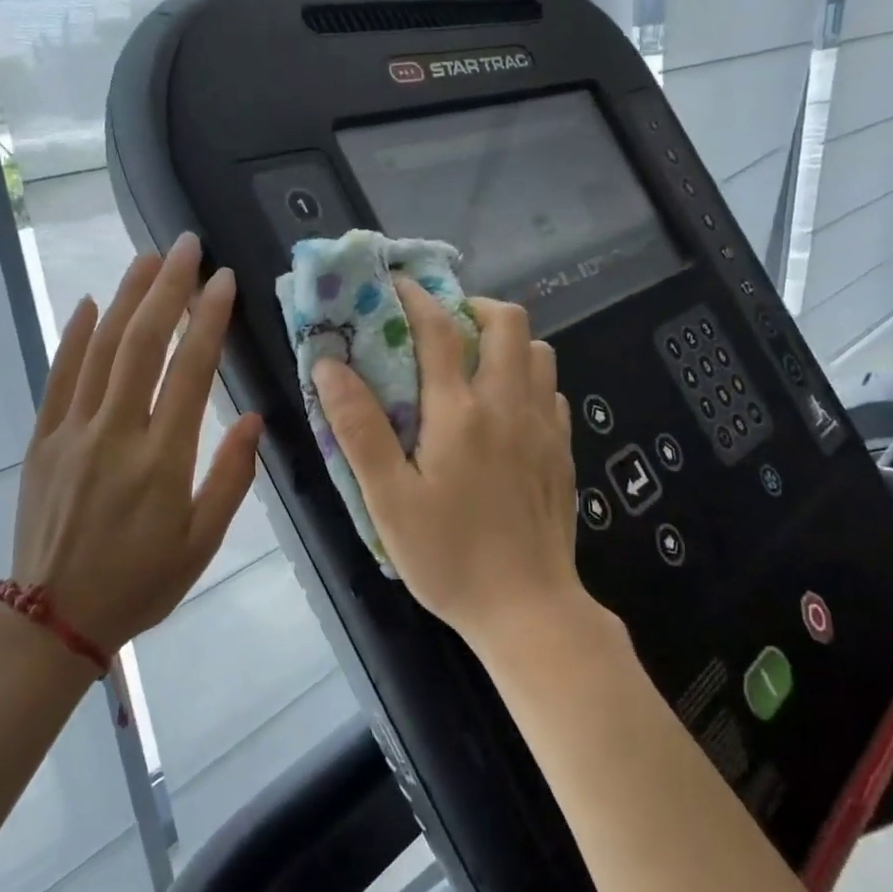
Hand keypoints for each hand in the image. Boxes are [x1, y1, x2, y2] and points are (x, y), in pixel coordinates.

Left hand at [9, 232, 263, 653]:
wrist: (52, 619)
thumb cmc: (139, 585)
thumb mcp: (201, 543)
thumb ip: (230, 478)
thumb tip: (251, 418)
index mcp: (162, 460)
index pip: (190, 372)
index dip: (209, 320)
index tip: (224, 280)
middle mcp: (115, 434)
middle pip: (142, 344)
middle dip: (167, 288)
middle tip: (187, 246)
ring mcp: (72, 432)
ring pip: (100, 350)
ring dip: (126, 298)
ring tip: (148, 258)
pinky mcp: (42, 440)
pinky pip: (59, 377)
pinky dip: (75, 336)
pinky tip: (92, 303)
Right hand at [313, 280, 583, 652]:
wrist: (528, 608)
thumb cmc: (449, 557)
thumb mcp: (388, 499)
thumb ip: (360, 429)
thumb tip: (329, 367)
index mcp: (460, 412)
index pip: (439, 328)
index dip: (415, 296)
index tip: (394, 284)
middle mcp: (508, 404)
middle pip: (507, 321)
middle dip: (473, 306)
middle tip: (442, 326)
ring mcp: (544, 426)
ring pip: (538, 351)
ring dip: (505, 342)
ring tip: (473, 365)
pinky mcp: (562, 451)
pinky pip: (551, 391)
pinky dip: (527, 380)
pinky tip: (505, 412)